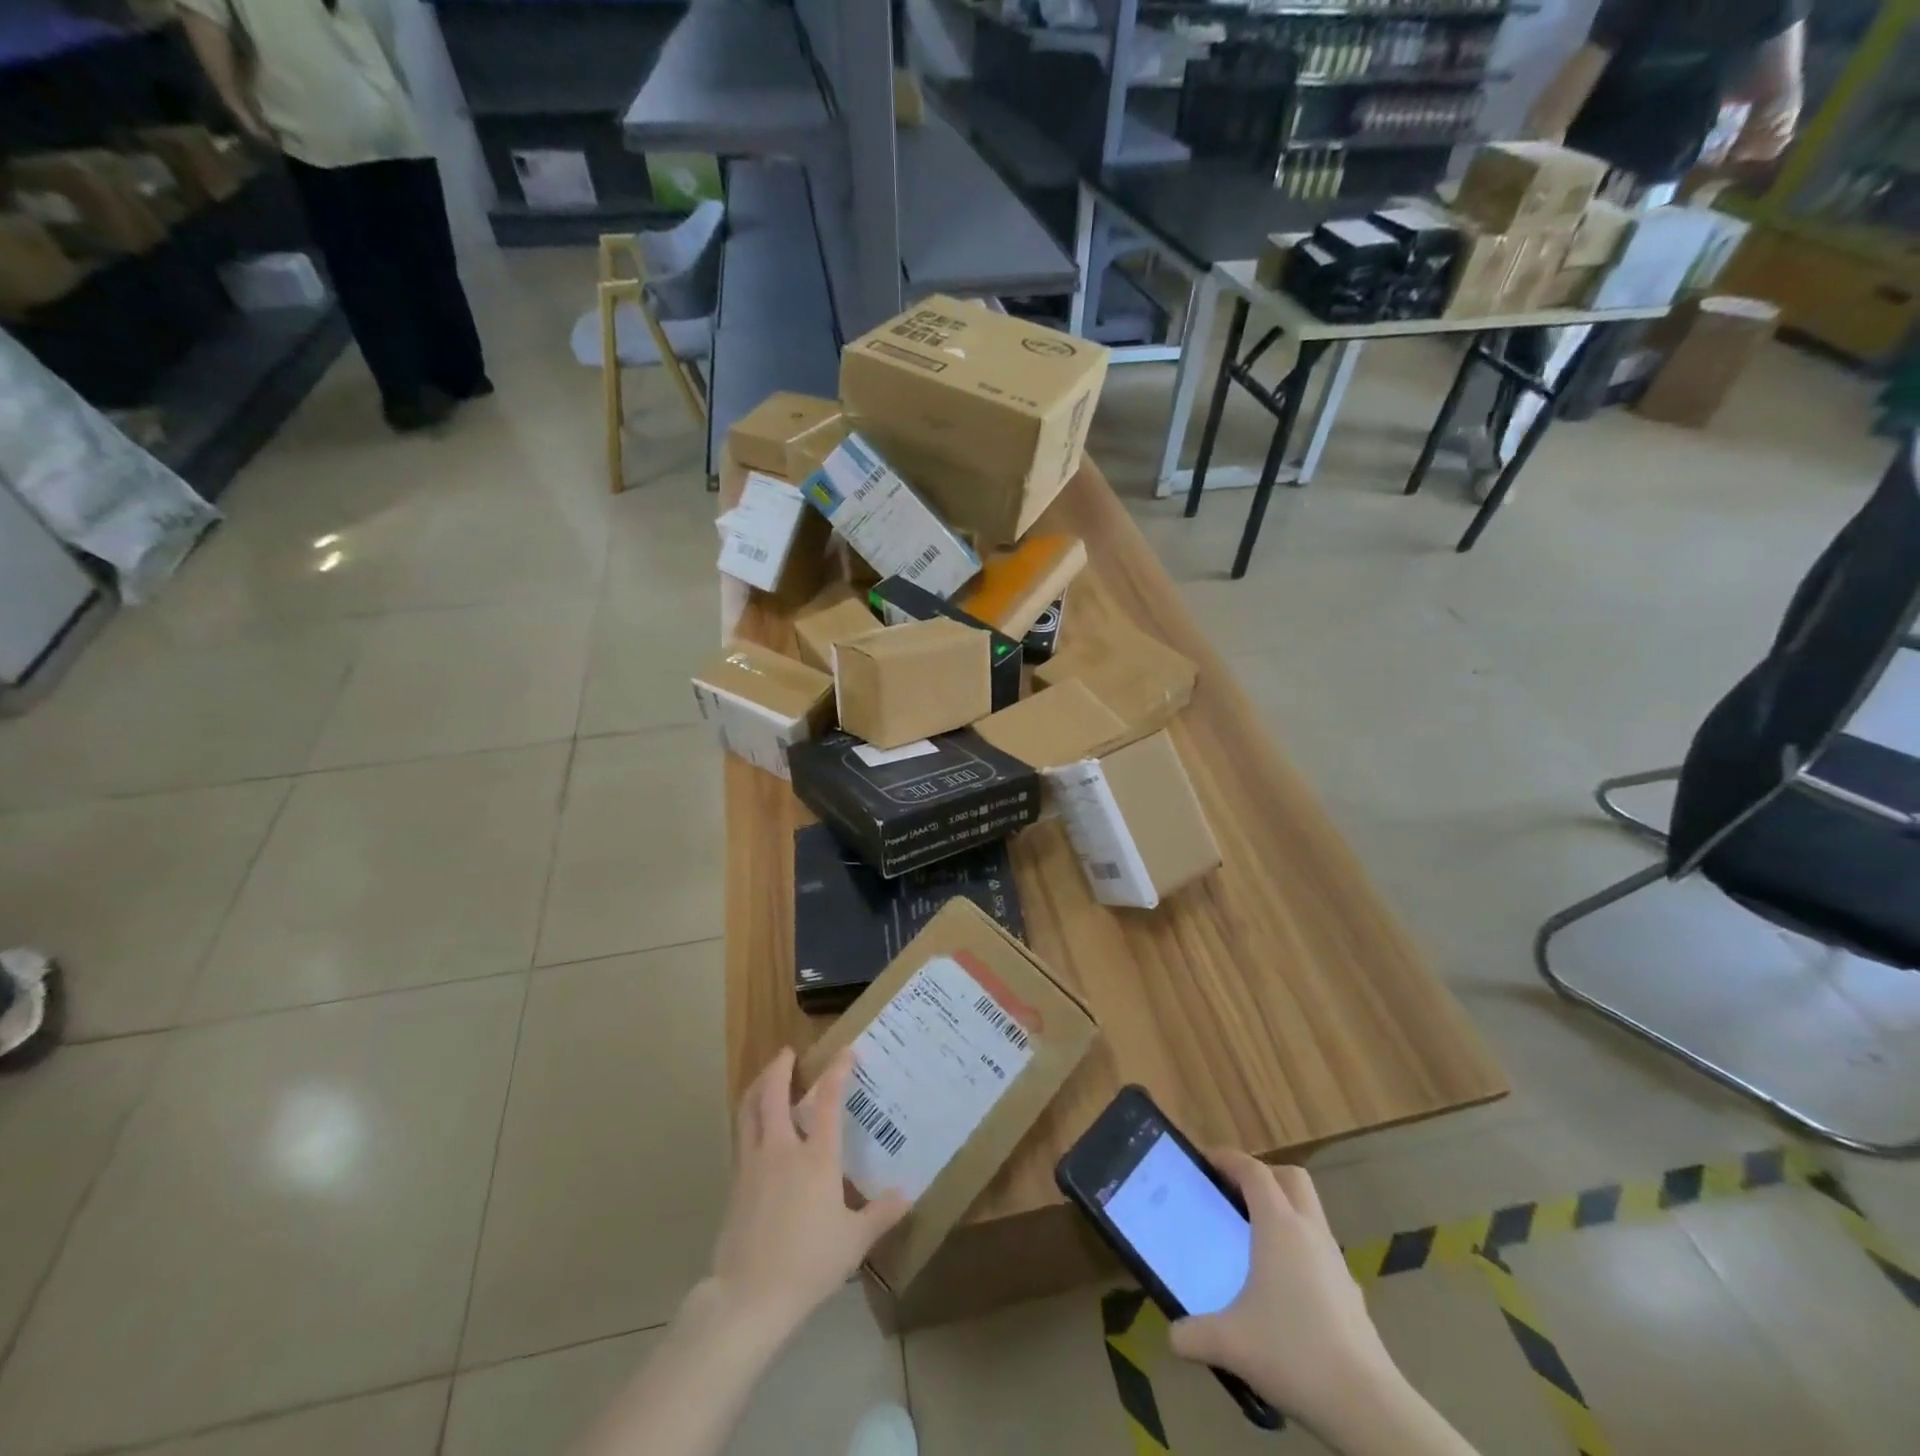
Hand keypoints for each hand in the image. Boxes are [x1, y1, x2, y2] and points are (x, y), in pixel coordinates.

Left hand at [705, 1048, 909, 1339]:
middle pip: (773, 1094)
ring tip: (765, 1078)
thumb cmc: (809, 1263)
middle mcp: (782, 1150)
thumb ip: (880, 1213)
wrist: (749, 1296)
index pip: (828, 1100)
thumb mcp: (854, 1241)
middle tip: (788, 1052)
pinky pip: (742, 1136)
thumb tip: (907, 1193)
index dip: (838, 1071)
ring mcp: (753, 1165)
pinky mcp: (736, 1184)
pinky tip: (755, 1128)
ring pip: (749, 1111)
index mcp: (816, 1157)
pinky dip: (748, 1118)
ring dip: (757, 1087)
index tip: (846, 1050)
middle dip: (780, 1068)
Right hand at [1169, 1155, 1396, 1435]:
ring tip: (1254, 1241)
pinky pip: (1320, 1252)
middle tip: (1234, 1193)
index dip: (1227, 1159)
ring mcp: (1336, 1262)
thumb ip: (1194, 1335)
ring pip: (1309, 1214)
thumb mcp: (1231, 1344)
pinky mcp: (1351, 1293)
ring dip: (1283, 1213)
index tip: (1204, 1161)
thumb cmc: (1294, 1353)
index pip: (1253, 1171)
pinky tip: (1283, 1289)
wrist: (1368, 1408)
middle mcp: (1310, 1232)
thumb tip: (1173, 1335)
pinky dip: (1299, 1252)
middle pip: (1290, 1178)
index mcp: (1279, 1226)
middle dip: (1262, 1175)